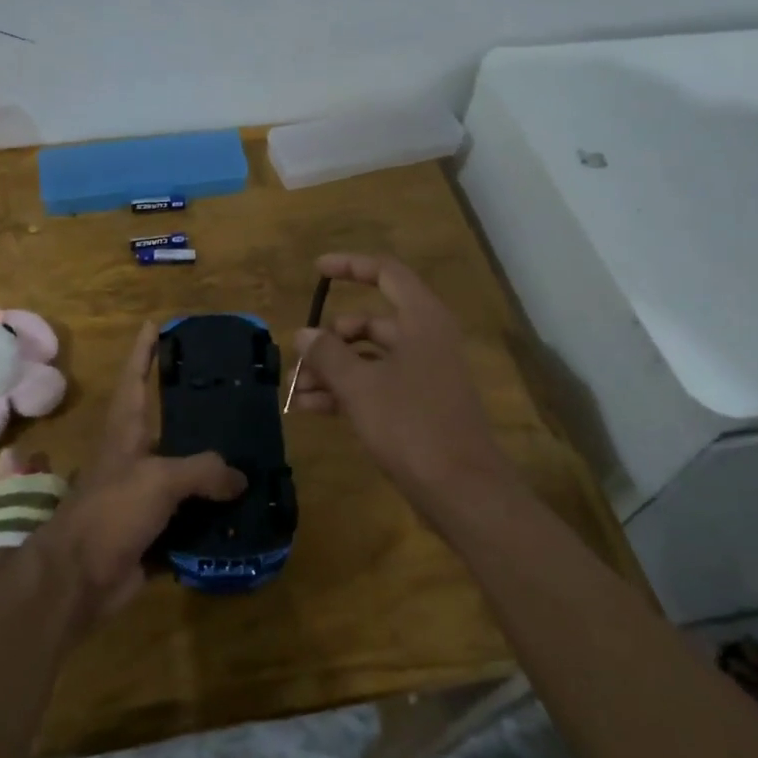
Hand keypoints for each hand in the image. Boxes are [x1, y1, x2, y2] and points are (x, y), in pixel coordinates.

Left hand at [0, 322, 244, 630]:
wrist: (78, 579)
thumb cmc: (111, 512)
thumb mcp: (158, 479)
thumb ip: (202, 471)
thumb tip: (239, 478)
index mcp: (125, 433)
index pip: (135, 380)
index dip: (144, 352)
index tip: (156, 325)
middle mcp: (132, 459)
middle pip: (164, 427)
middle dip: (191, 413)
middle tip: (229, 398)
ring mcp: (139, 497)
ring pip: (181, 476)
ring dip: (209, 471)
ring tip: (248, 457)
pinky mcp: (150, 533)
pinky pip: (188, 519)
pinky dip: (210, 518)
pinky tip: (241, 514)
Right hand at [289, 253, 503, 513]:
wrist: (461, 491)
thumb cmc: (411, 425)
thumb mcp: (360, 386)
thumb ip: (327, 354)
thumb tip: (304, 334)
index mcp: (422, 320)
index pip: (386, 274)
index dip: (350, 266)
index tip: (316, 271)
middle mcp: (425, 340)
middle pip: (370, 322)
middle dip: (330, 339)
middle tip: (298, 358)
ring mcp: (423, 375)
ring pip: (368, 358)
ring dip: (331, 369)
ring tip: (295, 390)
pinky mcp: (418, 407)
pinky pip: (374, 386)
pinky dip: (345, 391)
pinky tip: (311, 408)